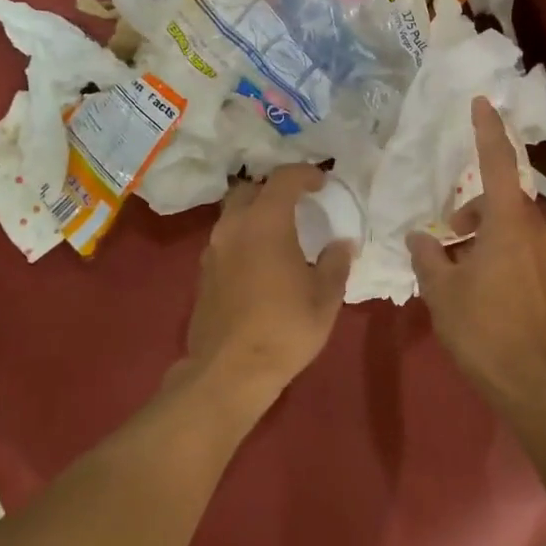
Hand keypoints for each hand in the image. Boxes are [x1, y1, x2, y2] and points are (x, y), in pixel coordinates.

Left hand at [182, 165, 354, 418]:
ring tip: (280, 233)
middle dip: (274, 190)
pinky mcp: (203, 272)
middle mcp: (234, 227)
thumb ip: (335, 263)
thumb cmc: (284, 329)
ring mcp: (213, 249)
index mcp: (266, 222)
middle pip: (251, 190)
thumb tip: (342, 243)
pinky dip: (244, 238)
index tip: (322, 182)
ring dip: (256, 214)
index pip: (283, 179)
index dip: (305, 174)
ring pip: (234, 215)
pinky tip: (260, 261)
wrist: (229, 370)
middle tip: (298, 204)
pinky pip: (226, 240)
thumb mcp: (324, 298)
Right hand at [408, 98, 545, 408]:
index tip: (481, 102)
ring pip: (517, 230)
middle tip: (447, 239)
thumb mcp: (442, 292)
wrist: (542, 388)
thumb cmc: (485, 331)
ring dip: (488, 238)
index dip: (487, 130)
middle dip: (473, 211)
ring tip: (462, 274)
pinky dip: (507, 259)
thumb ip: (428, 257)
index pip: (498, 162)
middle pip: (503, 201)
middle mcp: (540, 231)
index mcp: (509, 223)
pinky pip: (530, 255)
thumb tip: (421, 238)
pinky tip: (490, 296)